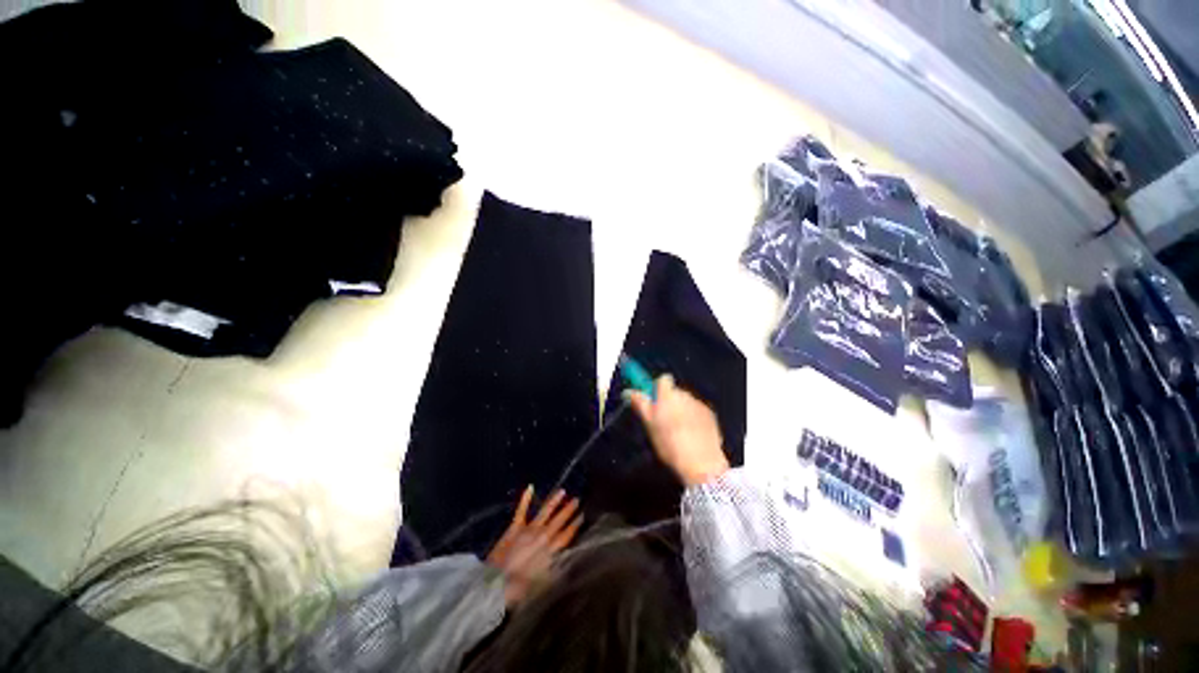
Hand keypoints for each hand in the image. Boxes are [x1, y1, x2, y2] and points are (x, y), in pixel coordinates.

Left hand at [486, 486, 582, 606]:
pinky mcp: (514, 528)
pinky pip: (521, 511)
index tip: (582, 516)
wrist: (494, 584)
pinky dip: (525, 499)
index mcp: (550, 552)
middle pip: (558, 522)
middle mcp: (542, 537)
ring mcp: (528, 531)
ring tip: (562, 491)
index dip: (574, 526)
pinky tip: (530, 487)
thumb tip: (569, 561)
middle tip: (577, 500)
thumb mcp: (543, 584)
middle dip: (568, 511)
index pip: (566, 536)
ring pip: (544, 512)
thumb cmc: (519, 590)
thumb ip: (557, 570)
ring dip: (554, 501)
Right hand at [626, 374, 728, 485]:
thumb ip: (640, 404)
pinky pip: (697, 412)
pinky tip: (692, 436)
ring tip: (679, 432)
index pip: (662, 379)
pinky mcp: (710, 415)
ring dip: (681, 411)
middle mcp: (685, 394)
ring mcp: (699, 404)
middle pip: (674, 392)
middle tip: (664, 422)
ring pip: (686, 402)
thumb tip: (628, 392)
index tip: (653, 402)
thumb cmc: (669, 443)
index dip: (657, 389)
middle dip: (669, 402)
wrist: (701, 461)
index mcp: (668, 395)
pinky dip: (694, 419)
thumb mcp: (649, 425)